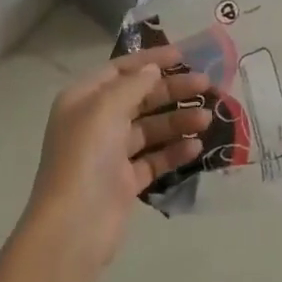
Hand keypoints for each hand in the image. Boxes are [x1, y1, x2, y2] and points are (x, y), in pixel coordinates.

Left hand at [23, 47, 211, 272]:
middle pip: (139, 97)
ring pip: (150, 129)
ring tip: (207, 118)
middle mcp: (96, 122)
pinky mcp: (125, 182)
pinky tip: (197, 146)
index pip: (120, 70)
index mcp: (83, 99)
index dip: (151, 60)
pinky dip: (174, 151)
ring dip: (178, 120)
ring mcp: (111, 153)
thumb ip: (133, 85)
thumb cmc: (86, 156)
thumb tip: (153, 69)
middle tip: (207, 86)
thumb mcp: (106, 109)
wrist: (74, 226)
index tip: (184, 55)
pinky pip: (154, 159)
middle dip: (172, 90)